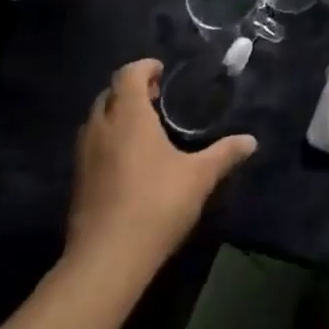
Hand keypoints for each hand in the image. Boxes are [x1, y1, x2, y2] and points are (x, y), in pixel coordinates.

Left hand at [63, 59, 255, 305]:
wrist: (106, 261)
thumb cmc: (155, 205)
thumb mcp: (199, 177)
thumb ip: (224, 154)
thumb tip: (251, 141)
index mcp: (128, 117)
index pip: (128, 74)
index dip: (144, 67)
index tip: (163, 73)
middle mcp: (101, 129)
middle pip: (108, 94)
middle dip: (130, 90)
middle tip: (157, 99)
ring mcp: (84, 157)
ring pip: (96, 121)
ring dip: (116, 115)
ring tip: (145, 128)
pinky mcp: (77, 183)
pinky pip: (91, 146)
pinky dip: (108, 140)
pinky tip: (130, 161)